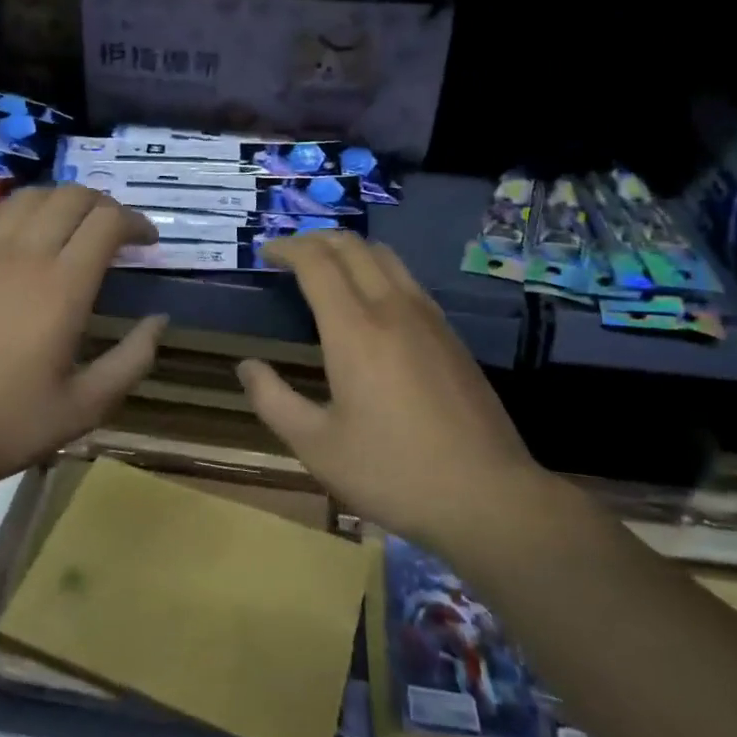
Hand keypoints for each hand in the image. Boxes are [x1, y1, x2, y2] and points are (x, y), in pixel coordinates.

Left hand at [0, 185, 167, 494]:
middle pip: (73, 196)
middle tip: (117, 233)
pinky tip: (27, 233)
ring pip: (32, 196)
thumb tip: (159, 320)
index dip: (137, 222)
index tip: (148, 242)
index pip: (108, 222)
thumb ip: (132, 360)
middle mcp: (25, 254)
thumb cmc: (7, 423)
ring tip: (75, 228)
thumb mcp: (86, 407)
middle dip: (105, 205)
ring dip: (64, 201)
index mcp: (63, 286)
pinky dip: (23, 208)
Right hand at [237, 231, 541, 551]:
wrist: (489, 496)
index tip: (265, 254)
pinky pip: (407, 279)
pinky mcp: (450, 334)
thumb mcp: (318, 447)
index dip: (287, 248)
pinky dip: (376, 269)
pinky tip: (370, 302)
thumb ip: (273, 401)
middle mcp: (392, 308)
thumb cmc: (393, 472)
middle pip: (352, 246)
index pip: (317, 262)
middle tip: (289, 255)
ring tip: (326, 269)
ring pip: (385, 255)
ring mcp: (428, 317)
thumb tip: (247, 367)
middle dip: (315, 239)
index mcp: (355, 329)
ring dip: (349, 250)